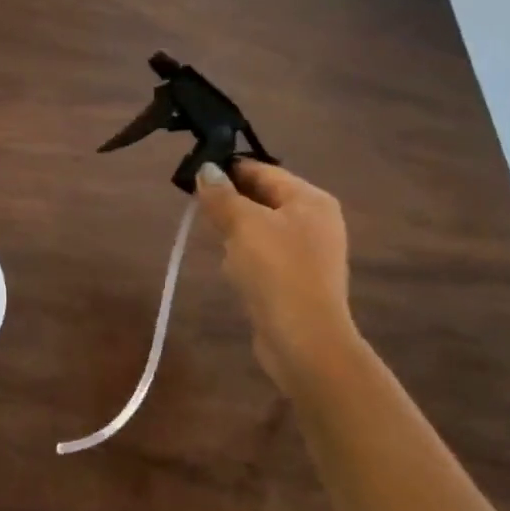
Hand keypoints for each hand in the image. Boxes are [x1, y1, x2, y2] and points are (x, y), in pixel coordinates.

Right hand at [195, 160, 358, 396]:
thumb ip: (221, 194)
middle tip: (197, 206)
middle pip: (262, 198)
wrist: (304, 341)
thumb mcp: (242, 224)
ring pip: (260, 228)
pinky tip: (231, 269)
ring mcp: (309, 253)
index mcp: (310, 200)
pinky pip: (264, 255)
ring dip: (235, 232)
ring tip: (214, 240)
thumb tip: (206, 169)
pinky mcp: (297, 280)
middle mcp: (315, 221)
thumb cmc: (276, 271)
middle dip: (229, 202)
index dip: (228, 169)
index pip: (263, 170)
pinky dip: (245, 257)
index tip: (193, 174)